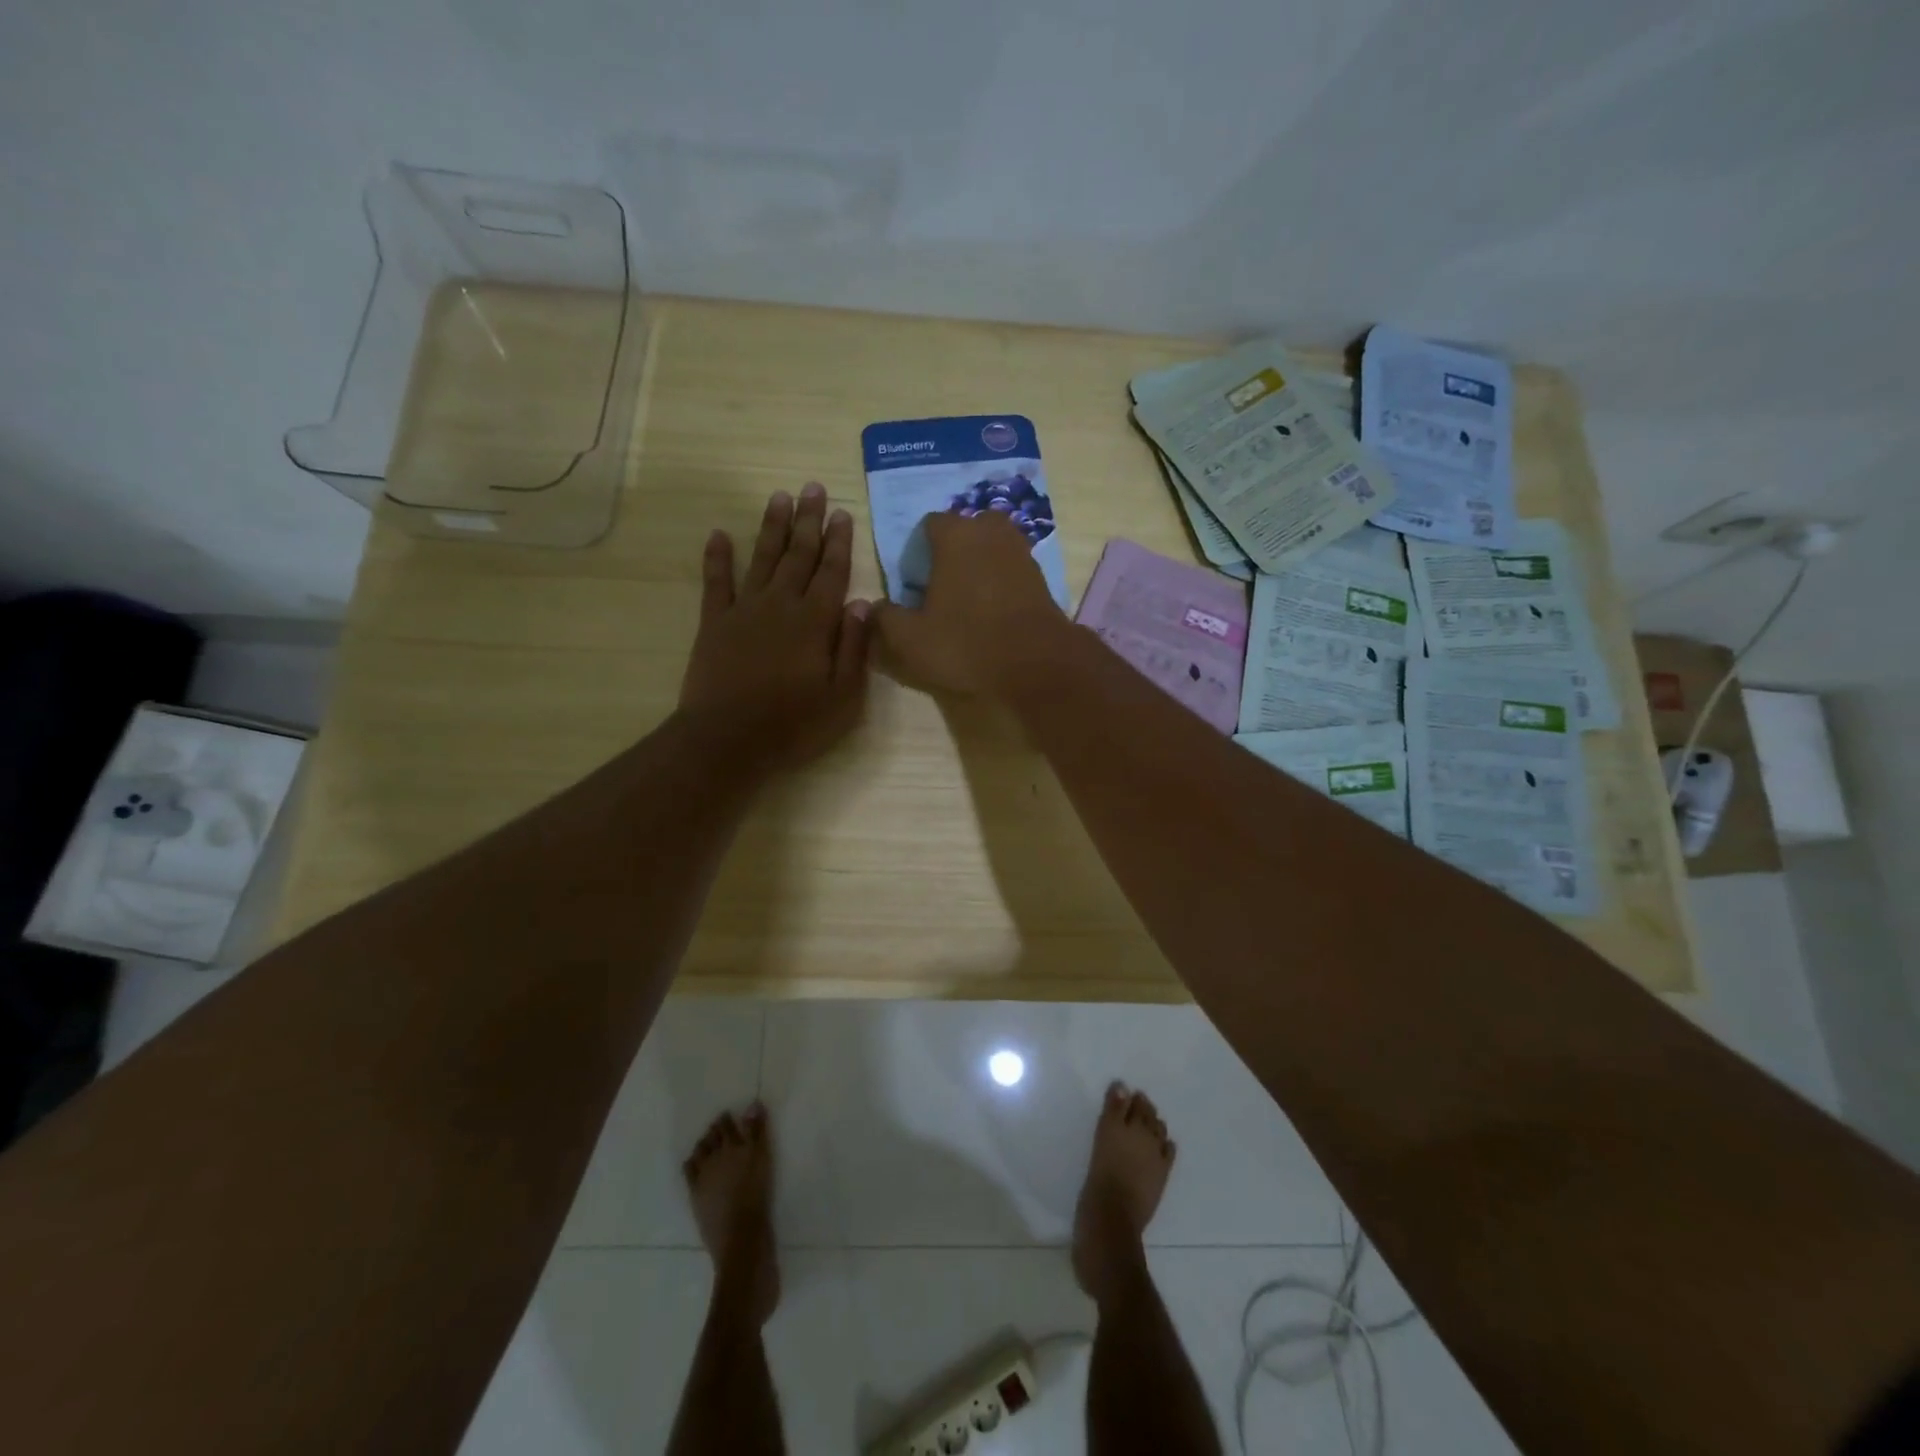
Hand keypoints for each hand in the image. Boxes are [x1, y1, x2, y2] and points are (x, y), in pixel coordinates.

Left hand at [679, 483, 870, 770]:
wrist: (727, 739)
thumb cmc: (794, 724)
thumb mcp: (843, 696)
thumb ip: (853, 647)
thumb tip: (861, 603)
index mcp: (816, 622)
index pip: (832, 572)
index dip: (838, 542)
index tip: (842, 513)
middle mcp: (781, 605)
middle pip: (798, 555)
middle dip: (808, 521)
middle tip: (813, 488)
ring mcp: (744, 610)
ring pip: (762, 558)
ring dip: (772, 527)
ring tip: (780, 497)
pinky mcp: (714, 623)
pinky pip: (716, 582)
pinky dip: (717, 557)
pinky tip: (719, 534)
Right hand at [872, 510, 1072, 695]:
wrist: (1036, 666)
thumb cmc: (966, 643)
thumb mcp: (910, 639)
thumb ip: (886, 618)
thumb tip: (875, 607)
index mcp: (956, 535)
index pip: (930, 525)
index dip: (918, 551)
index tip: (915, 582)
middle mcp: (991, 532)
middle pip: (967, 530)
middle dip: (954, 550)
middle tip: (942, 586)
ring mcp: (1022, 552)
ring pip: (993, 548)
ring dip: (980, 565)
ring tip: (967, 600)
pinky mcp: (1041, 578)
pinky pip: (1012, 570)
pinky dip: (1001, 582)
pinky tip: (993, 611)